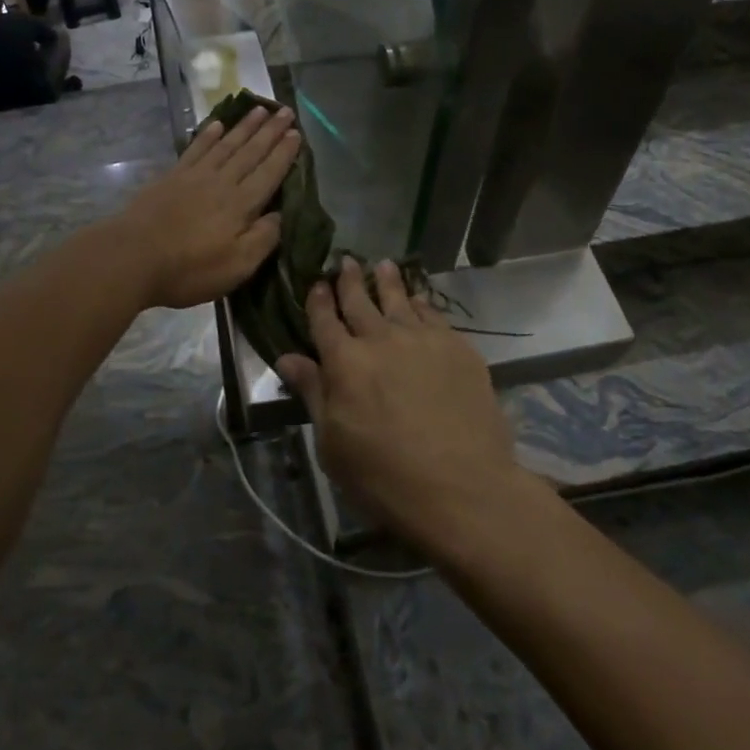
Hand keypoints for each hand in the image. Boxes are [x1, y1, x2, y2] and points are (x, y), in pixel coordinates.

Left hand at [117, 104, 300, 309]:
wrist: (132, 257)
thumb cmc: (188, 269)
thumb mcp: (236, 267)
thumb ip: (262, 239)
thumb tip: (280, 216)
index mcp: (241, 205)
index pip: (269, 173)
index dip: (284, 153)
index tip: (296, 132)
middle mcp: (222, 182)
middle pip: (250, 152)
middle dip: (270, 131)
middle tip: (284, 110)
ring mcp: (195, 176)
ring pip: (226, 144)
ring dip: (244, 127)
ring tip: (259, 109)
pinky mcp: (172, 177)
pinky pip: (196, 149)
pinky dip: (208, 135)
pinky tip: (217, 124)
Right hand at [276, 260, 536, 555]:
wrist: (463, 489)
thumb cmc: (385, 478)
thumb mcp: (333, 444)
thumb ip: (313, 393)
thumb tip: (286, 357)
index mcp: (344, 362)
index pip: (324, 320)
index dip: (318, 300)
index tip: (316, 283)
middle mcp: (380, 339)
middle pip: (360, 301)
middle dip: (349, 280)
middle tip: (346, 261)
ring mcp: (422, 339)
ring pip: (399, 299)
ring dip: (387, 281)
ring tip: (383, 264)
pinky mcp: (457, 348)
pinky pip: (433, 314)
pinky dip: (421, 303)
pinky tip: (419, 299)